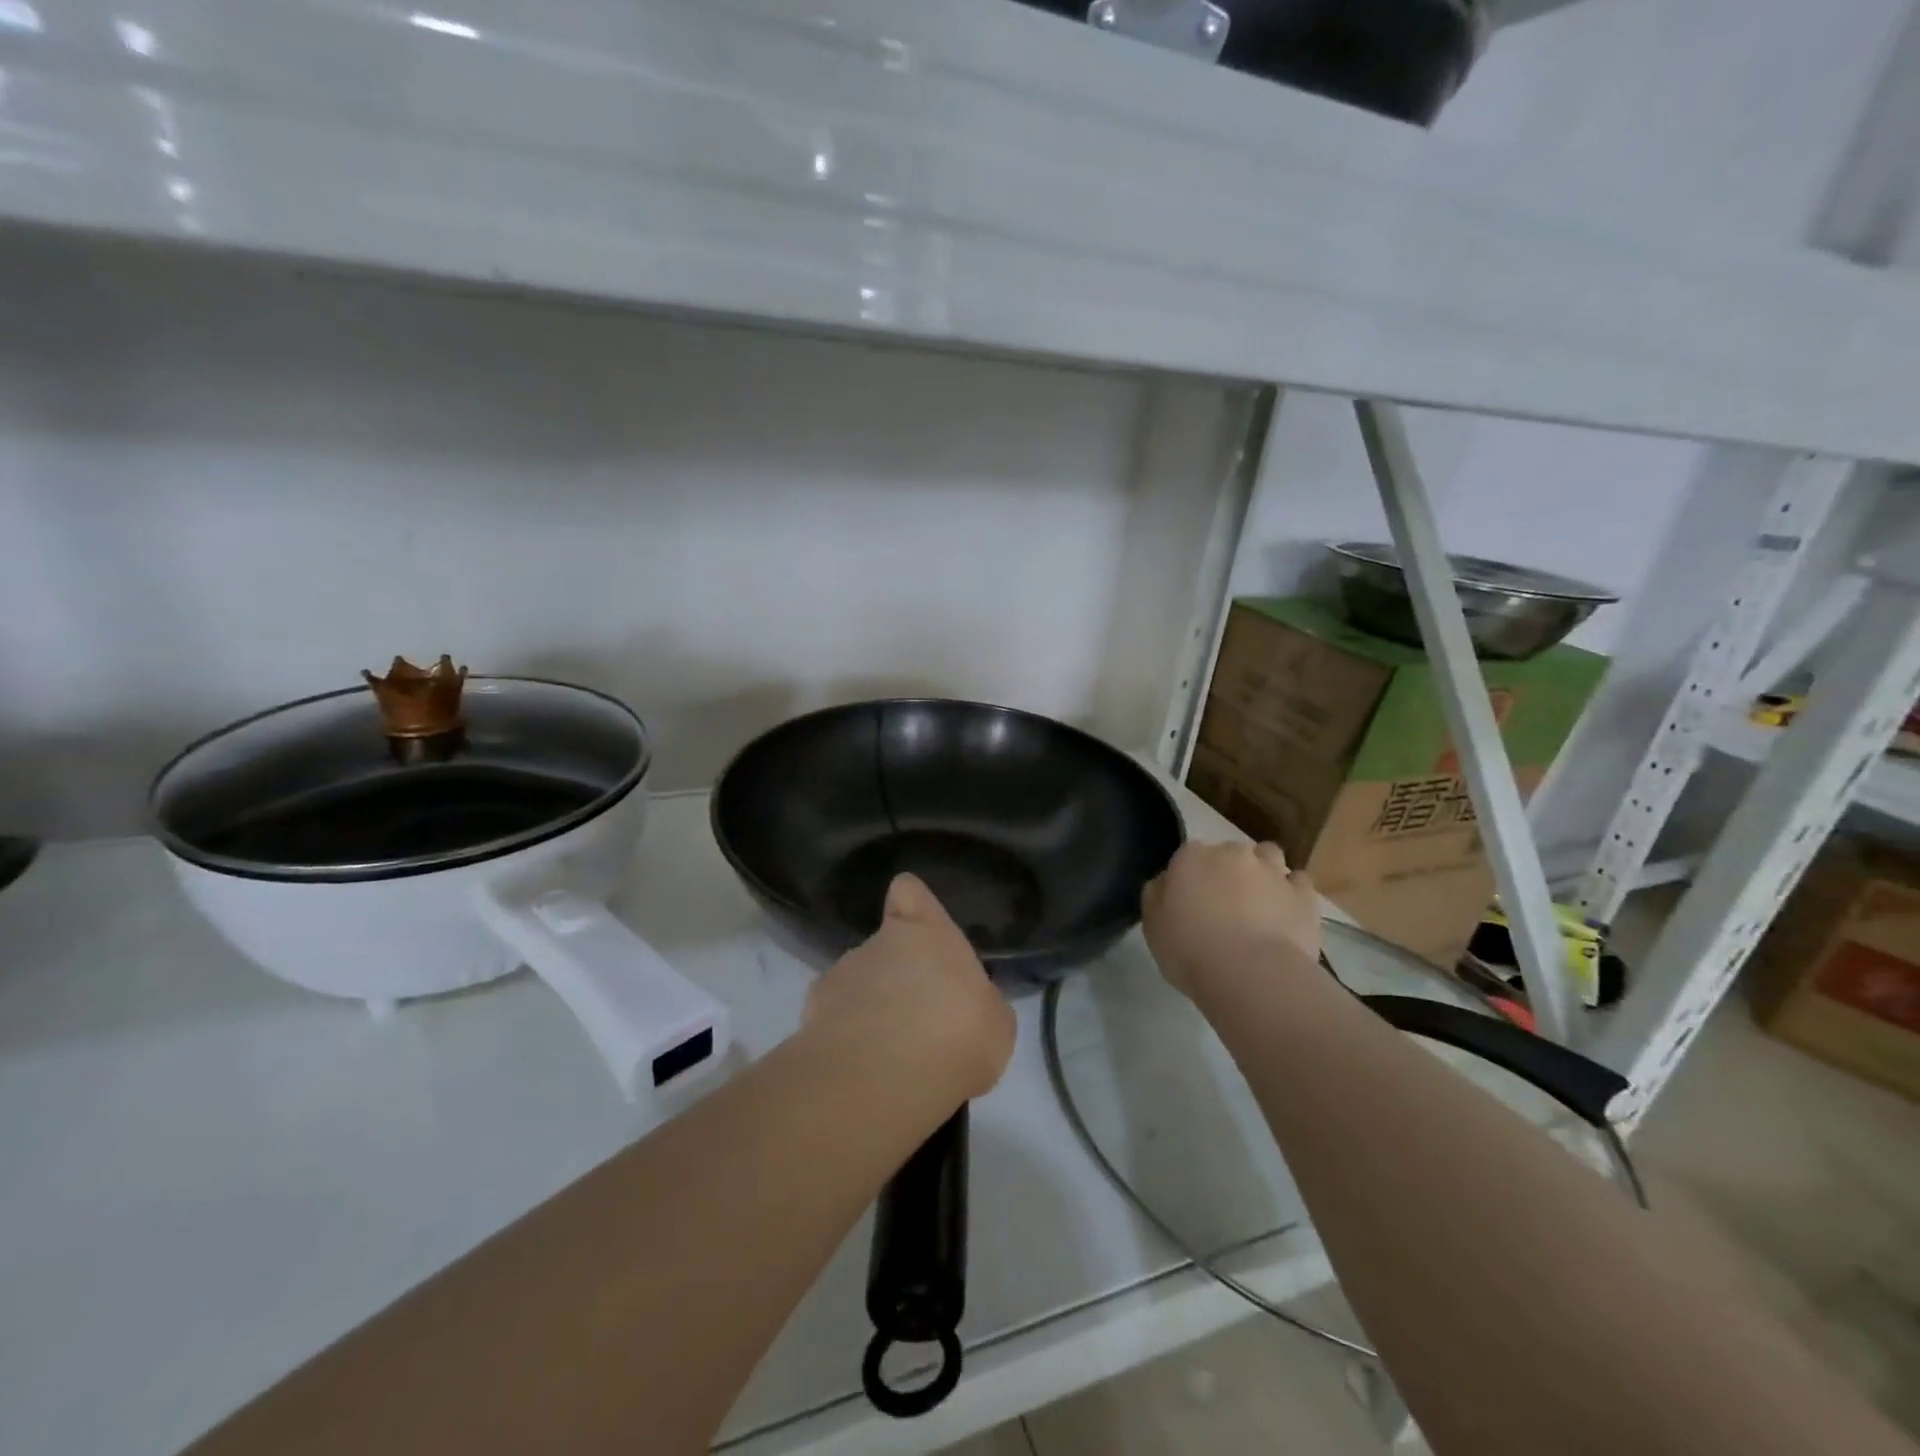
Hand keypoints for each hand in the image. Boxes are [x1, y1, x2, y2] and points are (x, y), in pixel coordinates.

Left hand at [805, 873, 1015, 1103]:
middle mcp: (880, 943)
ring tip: (887, 1055)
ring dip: (868, 1007)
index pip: (908, 892)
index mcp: (929, 934)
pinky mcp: (812, 1012)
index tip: (918, 933)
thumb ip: (979, 1003)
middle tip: (916, 1020)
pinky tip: (859, 1069)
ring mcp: (842, 974)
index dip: (911, 907)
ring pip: (856, 982)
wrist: (885, 1079)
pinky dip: (843, 1037)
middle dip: (894, 976)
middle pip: (884, 946)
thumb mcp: (995, 1023)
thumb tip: (970, 1005)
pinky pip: (832, 1018)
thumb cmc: (958, 1037)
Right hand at [1142, 841, 1322, 999]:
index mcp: (1191, 857)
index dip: (1191, 877)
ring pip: (1268, 856)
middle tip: (1225, 904)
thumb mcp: (1153, 924)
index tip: (1190, 900)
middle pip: (1229, 853)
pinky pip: (1298, 882)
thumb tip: (1168, 882)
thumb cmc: (1189, 949)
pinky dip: (1292, 892)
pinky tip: (1286, 912)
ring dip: (1263, 871)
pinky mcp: (1303, 893)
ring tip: (1260, 902)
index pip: (1188, 855)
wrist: (1250, 974)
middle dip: (1228, 871)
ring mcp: (1271, 870)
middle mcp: (1232, 853)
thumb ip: (1158, 894)